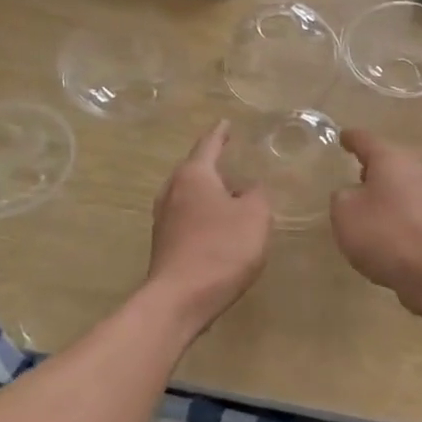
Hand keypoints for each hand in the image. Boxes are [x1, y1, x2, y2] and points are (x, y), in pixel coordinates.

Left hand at [147, 121, 272, 331]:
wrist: (180, 299)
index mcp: (194, 175)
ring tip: (231, 195)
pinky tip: (220, 227)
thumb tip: (251, 188)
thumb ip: (258, 195)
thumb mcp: (255, 217)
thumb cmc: (221, 249)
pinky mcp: (164, 244)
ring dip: (209, 193)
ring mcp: (164, 219)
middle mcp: (172, 190)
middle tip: (234, 161)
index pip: (209, 144)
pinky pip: (187, 218)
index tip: (226, 122)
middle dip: (214, 166)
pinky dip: (204, 215)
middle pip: (195, 170)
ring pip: (190, 195)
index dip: (221, 133)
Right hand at [330, 130, 421, 313]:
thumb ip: (342, 196)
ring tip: (369, 206)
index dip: (351, 139)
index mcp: (391, 159)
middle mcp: (417, 169)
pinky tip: (389, 231)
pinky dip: (399, 215)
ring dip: (388, 192)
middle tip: (357, 172)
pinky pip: (413, 210)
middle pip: (391, 161)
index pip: (366, 140)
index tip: (343, 136)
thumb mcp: (345, 213)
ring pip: (404, 186)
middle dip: (373, 167)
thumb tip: (354, 193)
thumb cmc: (385, 234)